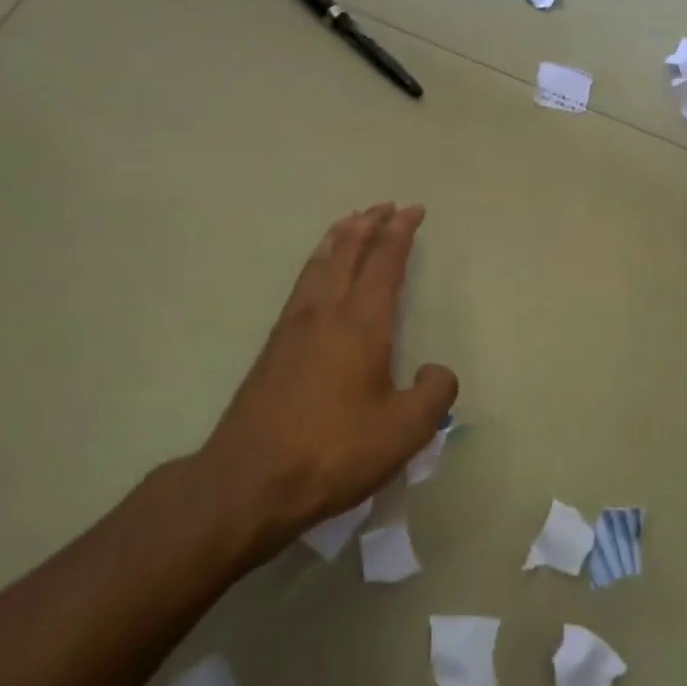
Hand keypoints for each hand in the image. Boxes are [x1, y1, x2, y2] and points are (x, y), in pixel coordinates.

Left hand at [190, 204, 456, 569]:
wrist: (249, 480)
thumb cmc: (333, 451)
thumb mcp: (403, 431)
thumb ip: (434, 394)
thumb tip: (437, 371)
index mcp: (362, 322)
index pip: (385, 262)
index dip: (401, 233)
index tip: (413, 210)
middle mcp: (326, 311)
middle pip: (349, 251)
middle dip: (370, 224)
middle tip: (385, 205)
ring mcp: (294, 326)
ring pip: (320, 262)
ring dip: (340, 236)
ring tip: (351, 220)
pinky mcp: (274, 346)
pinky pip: (303, 283)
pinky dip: (318, 261)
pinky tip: (318, 273)